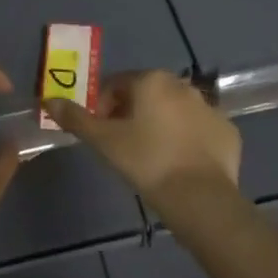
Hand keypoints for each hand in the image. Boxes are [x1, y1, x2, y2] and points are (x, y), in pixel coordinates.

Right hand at [47, 70, 241, 216]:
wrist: (199, 197)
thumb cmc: (146, 161)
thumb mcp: (104, 141)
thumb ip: (76, 118)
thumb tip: (49, 99)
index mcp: (152, 80)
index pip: (117, 84)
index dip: (103, 106)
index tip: (100, 132)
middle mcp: (183, 85)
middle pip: (148, 93)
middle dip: (132, 113)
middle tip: (123, 144)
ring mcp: (210, 107)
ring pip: (176, 110)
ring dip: (162, 124)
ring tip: (152, 156)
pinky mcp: (228, 131)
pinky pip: (200, 129)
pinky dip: (188, 139)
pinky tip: (180, 163)